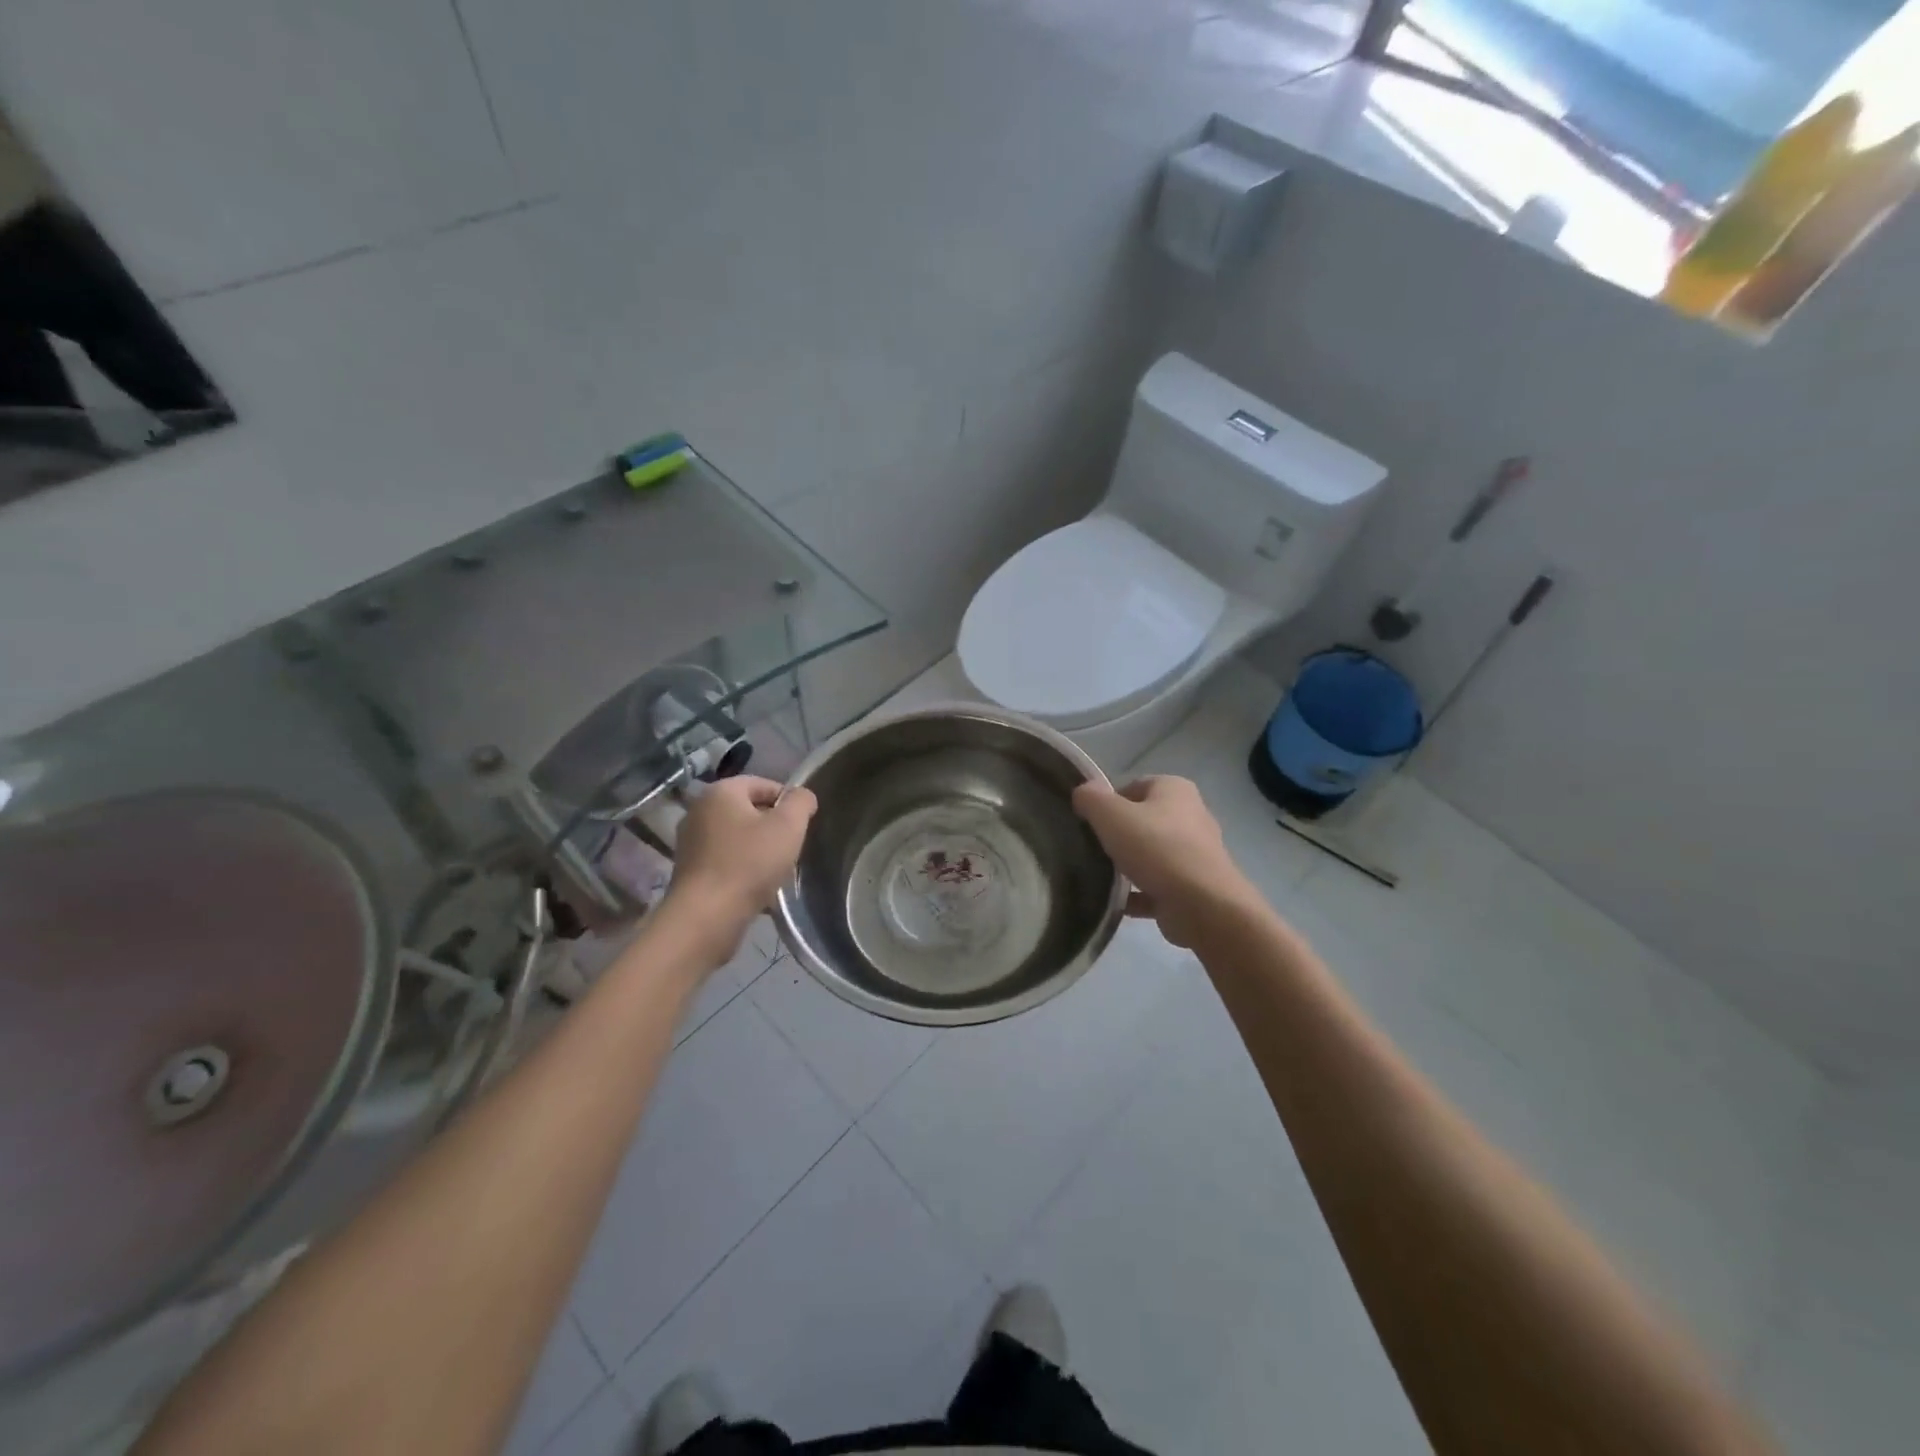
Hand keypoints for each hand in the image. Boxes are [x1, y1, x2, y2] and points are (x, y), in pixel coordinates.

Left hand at [662, 775, 816, 957]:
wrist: (706, 916)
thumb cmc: (750, 863)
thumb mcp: (788, 826)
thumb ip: (800, 802)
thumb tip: (802, 796)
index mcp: (721, 791)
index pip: (763, 784)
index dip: (788, 801)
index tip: (802, 825)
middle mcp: (699, 810)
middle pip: (748, 810)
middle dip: (773, 827)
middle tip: (791, 848)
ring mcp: (690, 841)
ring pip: (737, 837)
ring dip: (758, 849)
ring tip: (775, 870)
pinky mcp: (689, 869)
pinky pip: (725, 859)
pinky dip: (742, 867)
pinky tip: (756, 887)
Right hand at [1072, 775, 1254, 947]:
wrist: (1203, 906)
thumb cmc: (1157, 849)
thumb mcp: (1111, 815)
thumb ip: (1091, 799)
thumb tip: (1082, 792)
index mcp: (1175, 790)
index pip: (1133, 786)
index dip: (1108, 802)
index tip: (1089, 823)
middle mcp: (1190, 816)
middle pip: (1142, 821)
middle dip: (1118, 835)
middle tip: (1093, 849)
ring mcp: (1195, 854)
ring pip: (1151, 855)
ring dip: (1128, 866)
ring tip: (1101, 877)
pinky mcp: (1194, 888)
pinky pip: (1157, 886)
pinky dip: (1138, 894)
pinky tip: (1117, 903)